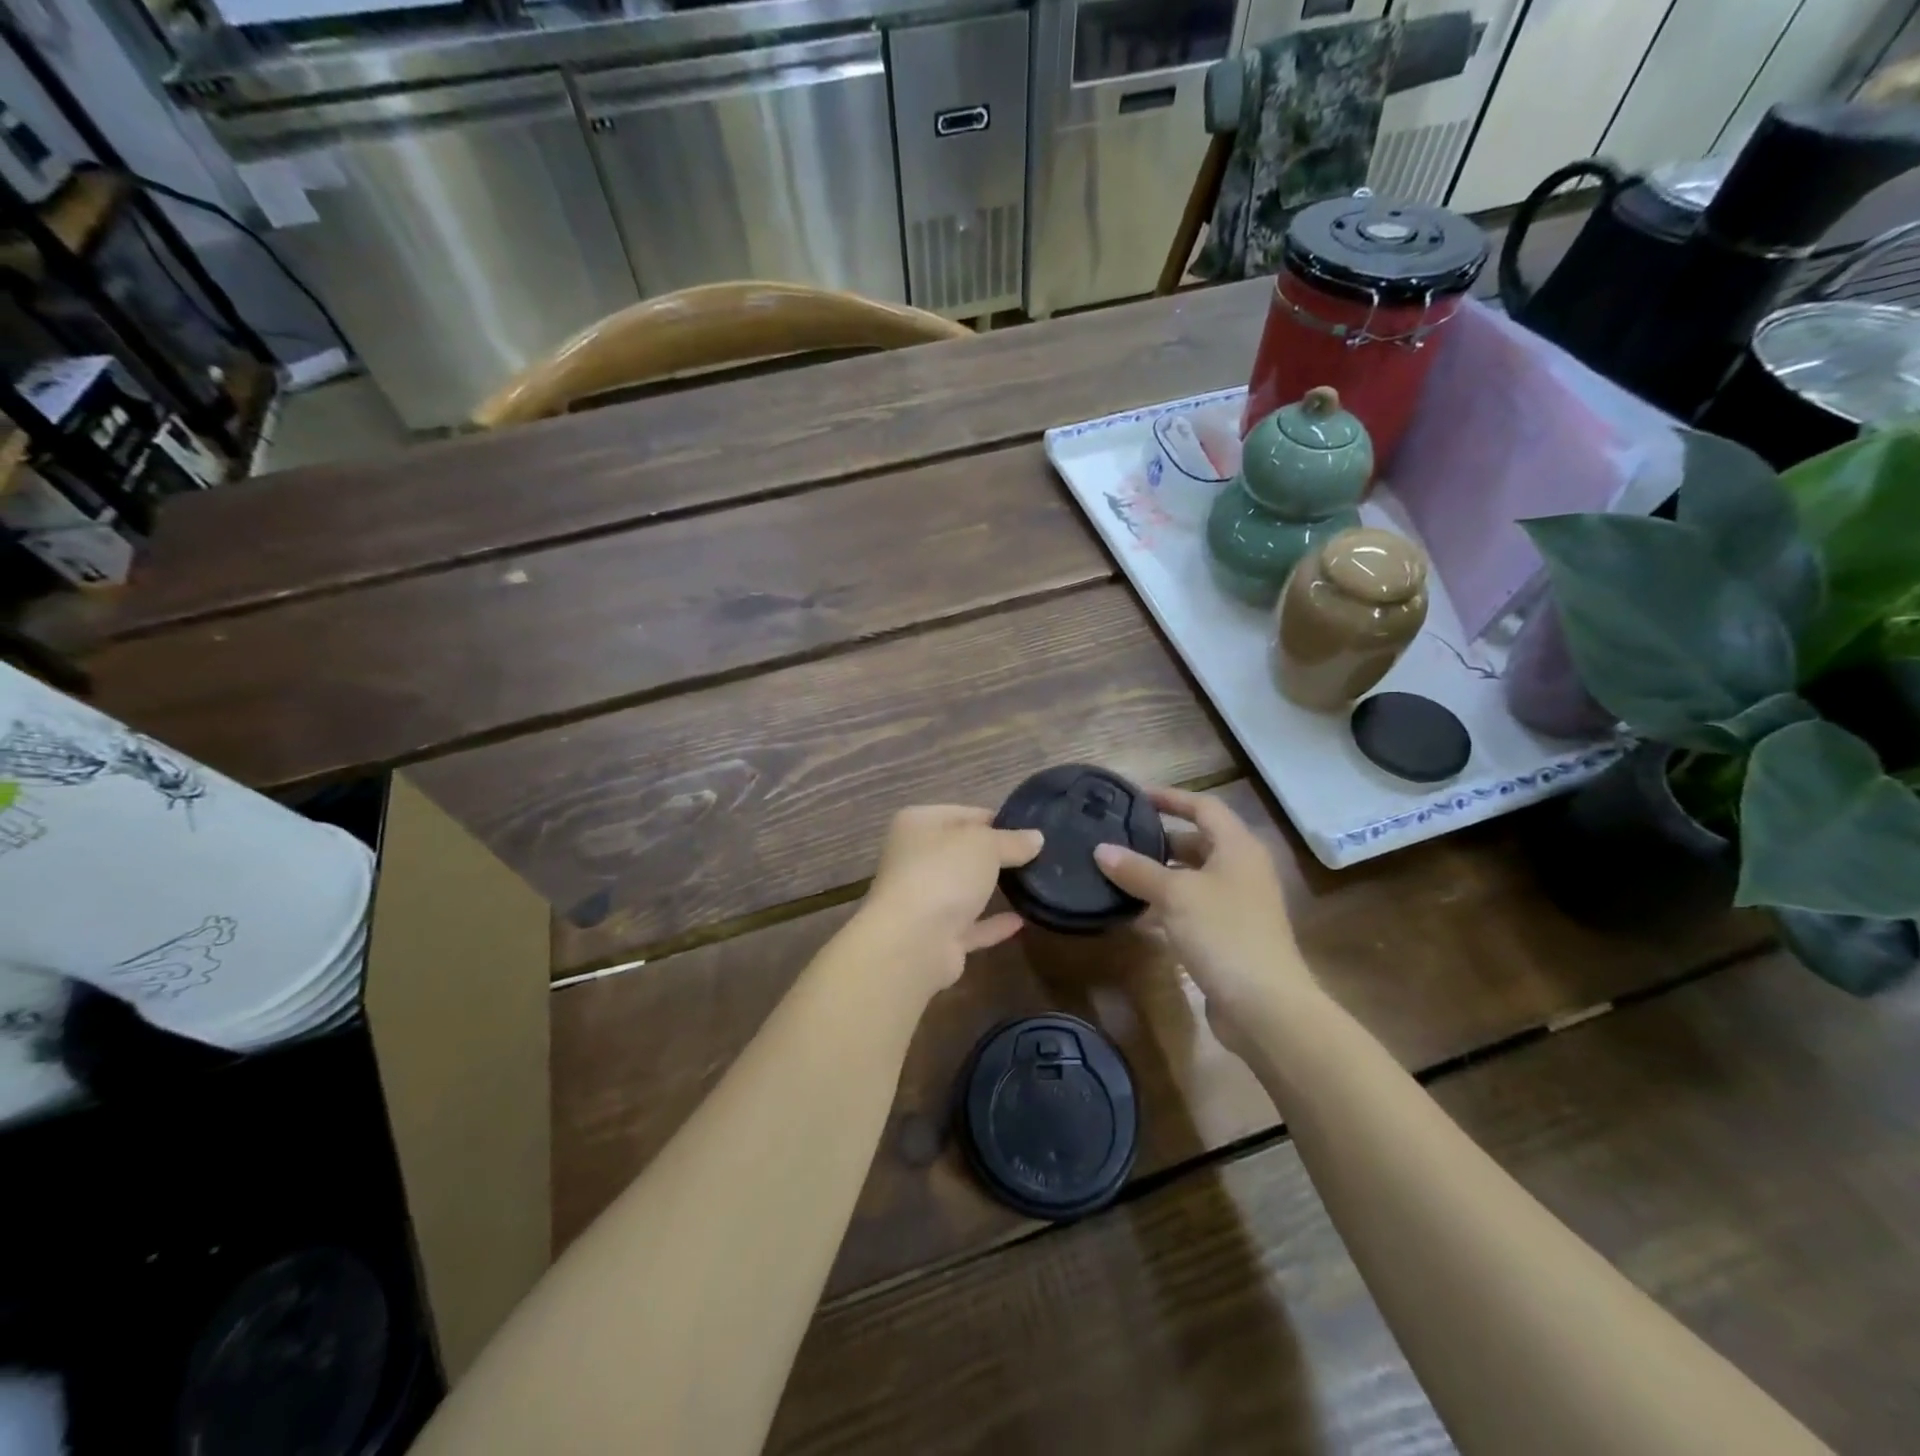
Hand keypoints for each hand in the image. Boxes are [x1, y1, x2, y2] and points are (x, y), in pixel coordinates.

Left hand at [857, 805, 1043, 992]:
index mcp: (918, 825)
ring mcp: (923, 900)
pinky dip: (993, 924)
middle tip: (1038, 856)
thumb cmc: (944, 874)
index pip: (962, 814)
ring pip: (963, 889)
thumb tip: (1036, 838)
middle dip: (995, 855)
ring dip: (991, 889)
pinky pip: (971, 925)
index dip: (996, 820)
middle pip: (961, 852)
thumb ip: (1012, 840)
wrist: (913, 942)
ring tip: (1033, 884)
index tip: (1029, 829)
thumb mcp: (985, 845)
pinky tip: (1023, 921)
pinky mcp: (936, 937)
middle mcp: (915, 859)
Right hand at [1093, 787, 1313, 1044]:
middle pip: (1198, 842)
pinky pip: (1192, 909)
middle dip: (1160, 839)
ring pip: (1193, 878)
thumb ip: (1137, 870)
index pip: (1204, 807)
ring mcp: (1238, 906)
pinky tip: (1135, 913)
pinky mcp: (1229, 936)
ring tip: (1118, 871)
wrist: (1265, 1006)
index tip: (1135, 796)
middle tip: (1119, 836)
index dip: (1171, 797)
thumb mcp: (1175, 895)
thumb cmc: (1224, 933)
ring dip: (1159, 875)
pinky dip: (1166, 906)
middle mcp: (1242, 870)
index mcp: (1238, 848)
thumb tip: (1101, 849)